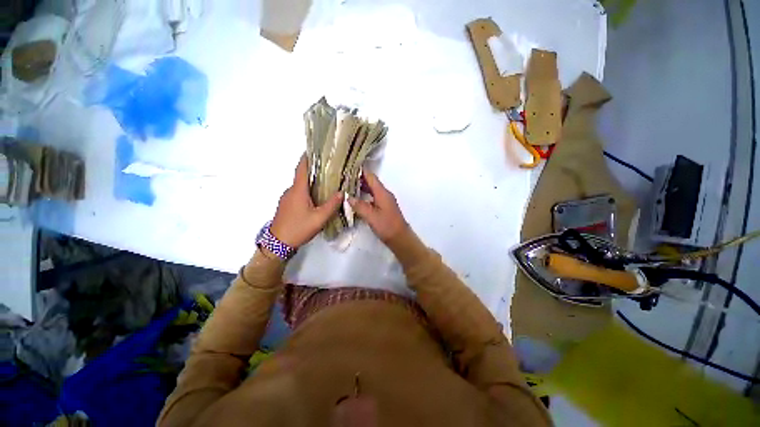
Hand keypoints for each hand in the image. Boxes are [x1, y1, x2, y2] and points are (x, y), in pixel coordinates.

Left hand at [270, 155, 342, 247]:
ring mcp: (286, 198)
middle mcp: (290, 191)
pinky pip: (297, 194)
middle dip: (314, 171)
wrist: (278, 243)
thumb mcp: (319, 218)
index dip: (307, 158)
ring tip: (325, 184)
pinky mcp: (285, 205)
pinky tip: (315, 199)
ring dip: (311, 183)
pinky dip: (306, 191)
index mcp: (298, 190)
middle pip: (302, 177)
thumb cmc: (299, 228)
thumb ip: (331, 205)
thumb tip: (342, 193)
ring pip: (300, 186)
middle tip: (328, 170)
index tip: (314, 150)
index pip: (302, 169)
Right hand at [349, 171, 407, 241]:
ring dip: (362, 188)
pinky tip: (357, 200)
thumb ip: (359, 206)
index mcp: (382, 193)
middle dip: (359, 179)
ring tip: (348, 188)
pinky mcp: (384, 207)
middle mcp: (384, 194)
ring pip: (372, 190)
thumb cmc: (386, 226)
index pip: (371, 177)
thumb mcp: (371, 216)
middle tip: (345, 179)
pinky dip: (365, 196)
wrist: (400, 237)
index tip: (348, 169)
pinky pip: (374, 197)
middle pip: (372, 182)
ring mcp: (385, 201)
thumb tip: (349, 197)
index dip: (361, 172)